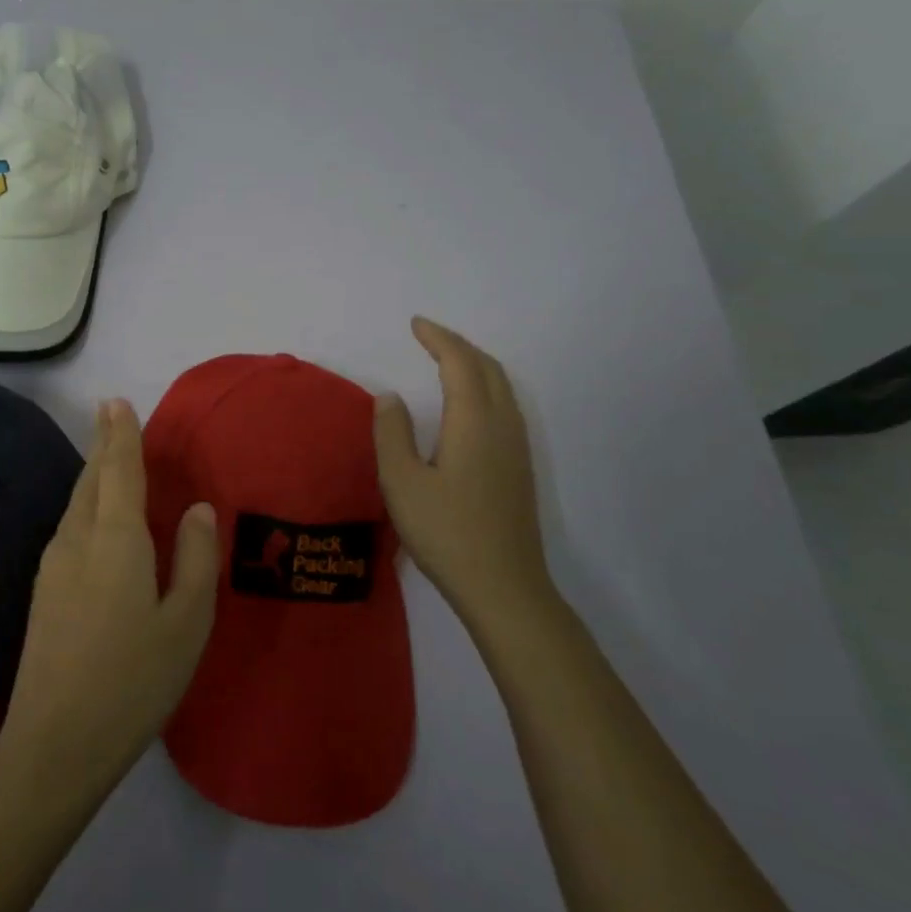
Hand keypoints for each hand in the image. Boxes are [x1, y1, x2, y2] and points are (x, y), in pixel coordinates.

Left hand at [0, 399, 220, 794]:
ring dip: (94, 475)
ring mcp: (53, 566)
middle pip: (91, 479)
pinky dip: (87, 505)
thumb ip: (196, 558)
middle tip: (112, 415)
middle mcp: (77, 540)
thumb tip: (199, 508)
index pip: (119, 470)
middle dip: (103, 445)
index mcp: (116, 540)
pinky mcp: (43, 591)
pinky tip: (97, 520)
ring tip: (109, 459)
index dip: (121, 434)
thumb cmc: (133, 680)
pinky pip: (70, 527)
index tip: (117, 401)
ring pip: (76, 503)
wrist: (55, 743)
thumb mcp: (186, 623)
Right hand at [373, 317, 554, 631]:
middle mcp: (502, 425)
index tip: (415, 324)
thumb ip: (392, 433)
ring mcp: (517, 447)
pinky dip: (484, 387)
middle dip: (458, 345)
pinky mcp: (520, 467)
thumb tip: (391, 398)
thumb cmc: (446, 532)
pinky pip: (505, 406)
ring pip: (501, 387)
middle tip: (428, 337)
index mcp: (474, 422)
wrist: (504, 587)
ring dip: (474, 364)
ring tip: (446, 361)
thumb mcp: (402, 482)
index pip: (459, 363)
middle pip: (487, 368)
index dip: (438, 339)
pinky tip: (469, 405)